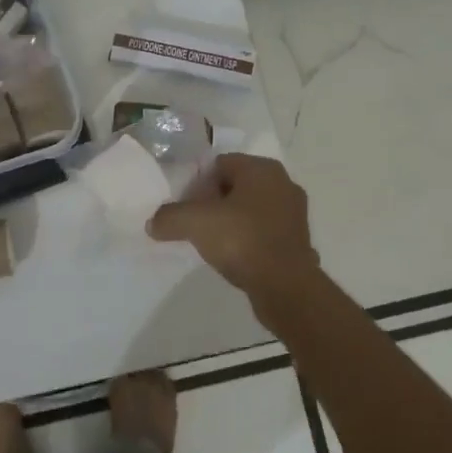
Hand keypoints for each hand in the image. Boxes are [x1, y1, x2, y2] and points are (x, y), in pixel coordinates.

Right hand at [147, 154, 321, 301]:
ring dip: (231, 222)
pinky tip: (235, 257)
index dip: (197, 184)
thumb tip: (153, 223)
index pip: (219, 164)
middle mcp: (283, 183)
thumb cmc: (242, 241)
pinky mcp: (298, 240)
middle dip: (213, 203)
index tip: (186, 208)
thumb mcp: (195, 224)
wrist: (286, 287)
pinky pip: (263, 231)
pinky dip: (248, 240)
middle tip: (196, 225)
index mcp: (262, 169)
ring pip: (250, 209)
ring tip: (213, 244)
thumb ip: (169, 217)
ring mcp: (294, 213)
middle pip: (235, 186)